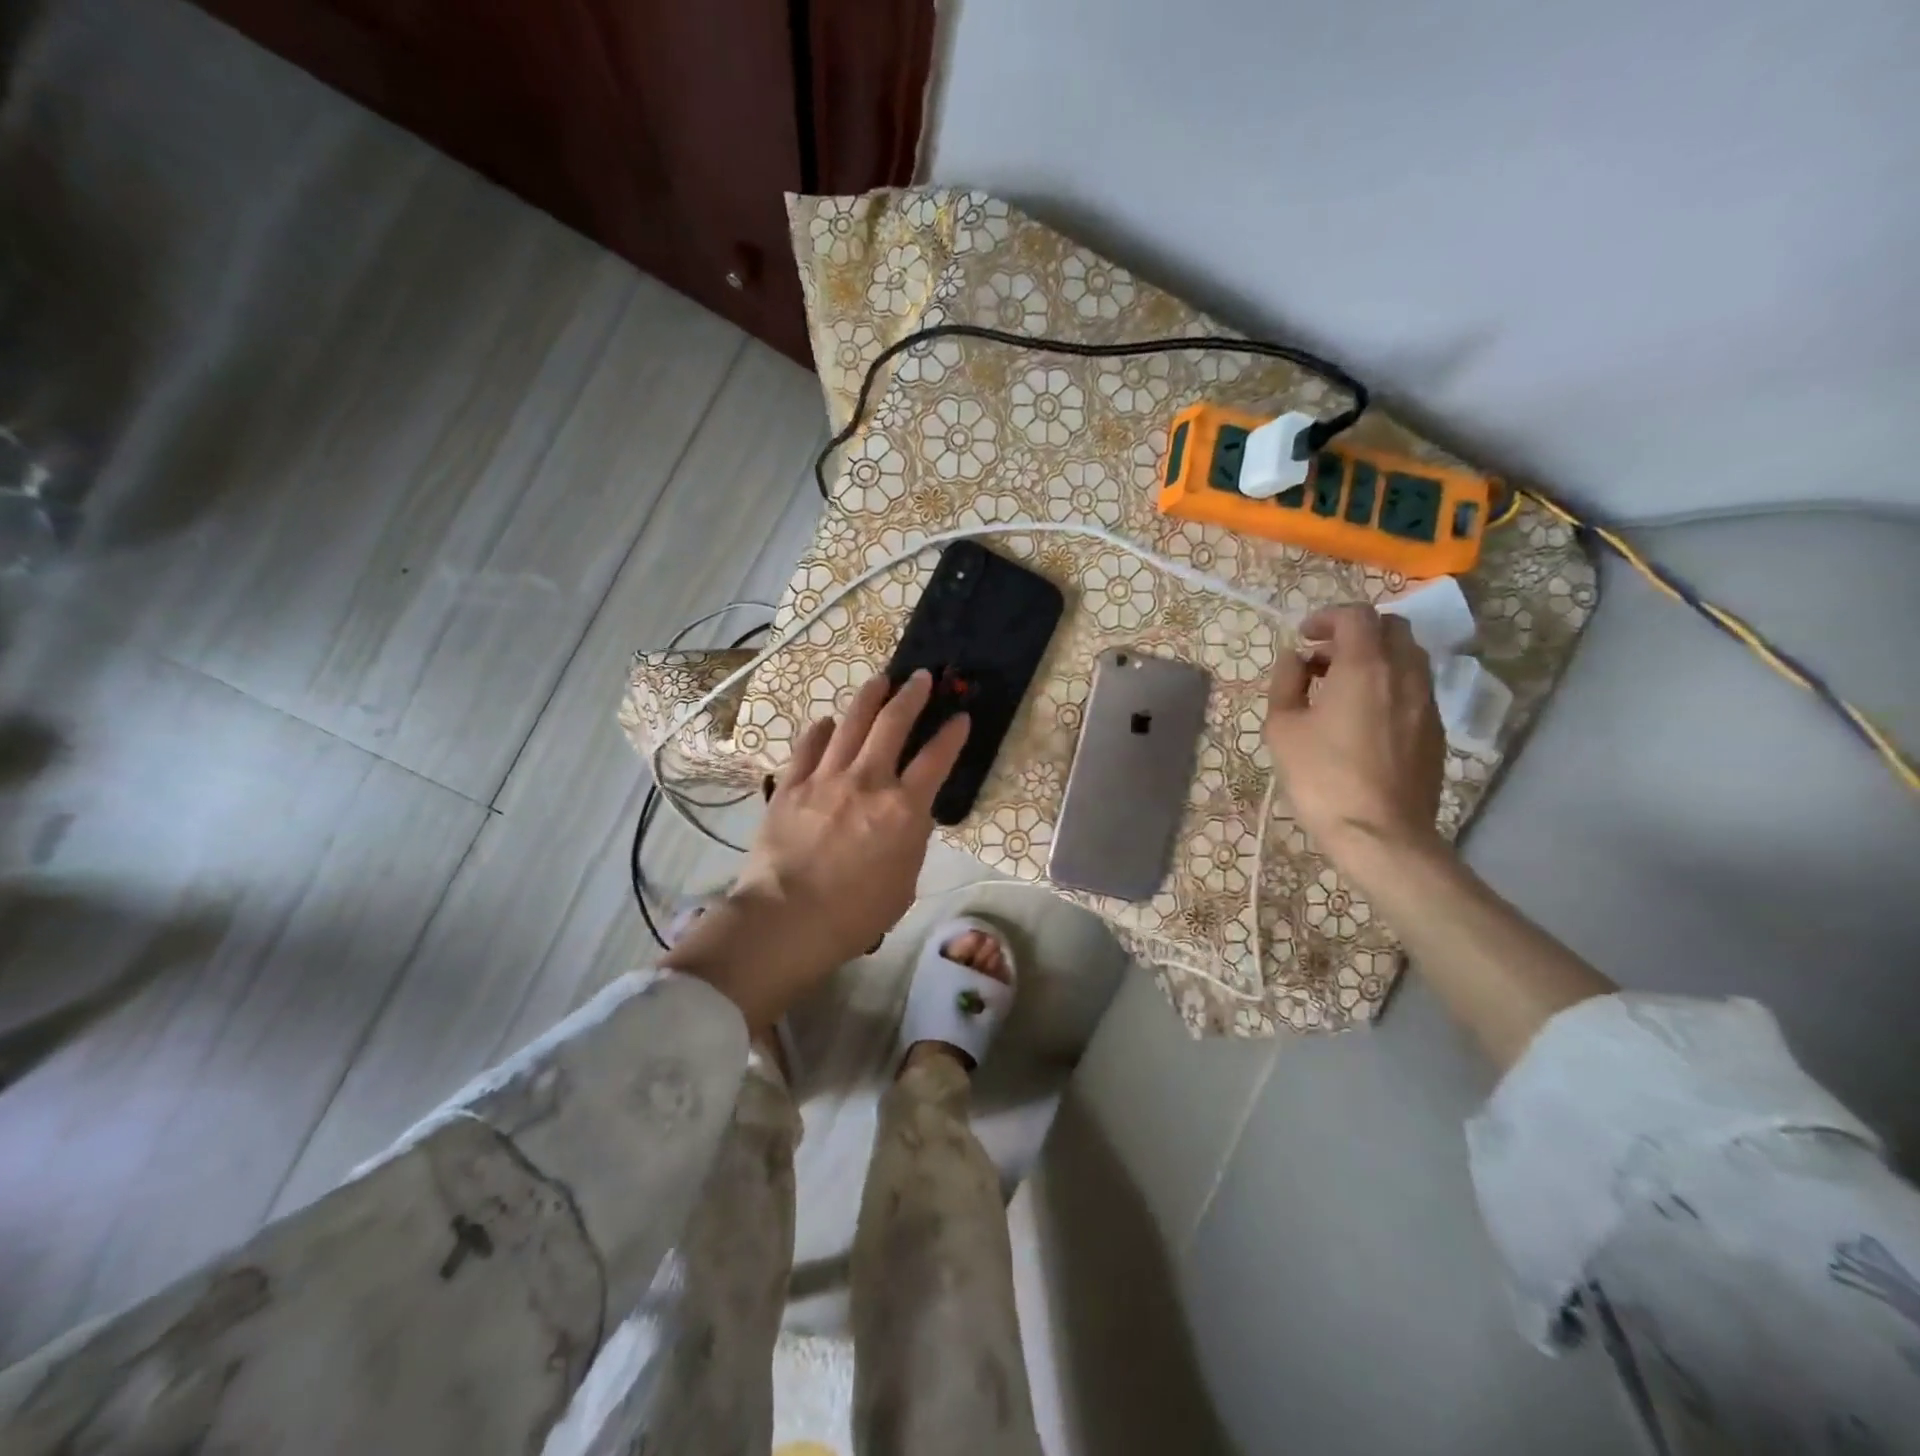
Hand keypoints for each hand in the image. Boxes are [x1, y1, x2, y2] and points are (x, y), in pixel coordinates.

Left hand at [663, 670, 967, 1029]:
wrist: (787, 919)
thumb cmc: (855, 914)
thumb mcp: (904, 882)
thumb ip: (911, 841)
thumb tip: (910, 816)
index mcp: (903, 809)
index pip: (936, 759)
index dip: (952, 734)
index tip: (960, 717)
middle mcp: (867, 782)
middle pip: (893, 724)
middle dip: (912, 696)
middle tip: (921, 677)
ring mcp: (825, 779)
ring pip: (851, 724)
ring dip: (869, 698)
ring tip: (880, 680)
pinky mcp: (791, 786)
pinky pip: (808, 748)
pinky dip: (820, 731)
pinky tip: (827, 723)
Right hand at [1263, 604, 1445, 863]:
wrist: (1380, 833)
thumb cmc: (1322, 777)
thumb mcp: (1283, 728)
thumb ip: (1286, 682)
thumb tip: (1294, 659)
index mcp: (1364, 666)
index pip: (1356, 616)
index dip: (1327, 618)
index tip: (1304, 638)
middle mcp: (1404, 673)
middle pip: (1391, 628)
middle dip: (1356, 632)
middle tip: (1323, 658)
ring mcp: (1426, 702)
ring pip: (1408, 657)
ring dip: (1375, 658)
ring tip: (1341, 688)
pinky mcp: (1435, 730)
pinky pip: (1414, 688)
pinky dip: (1389, 684)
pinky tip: (1363, 717)